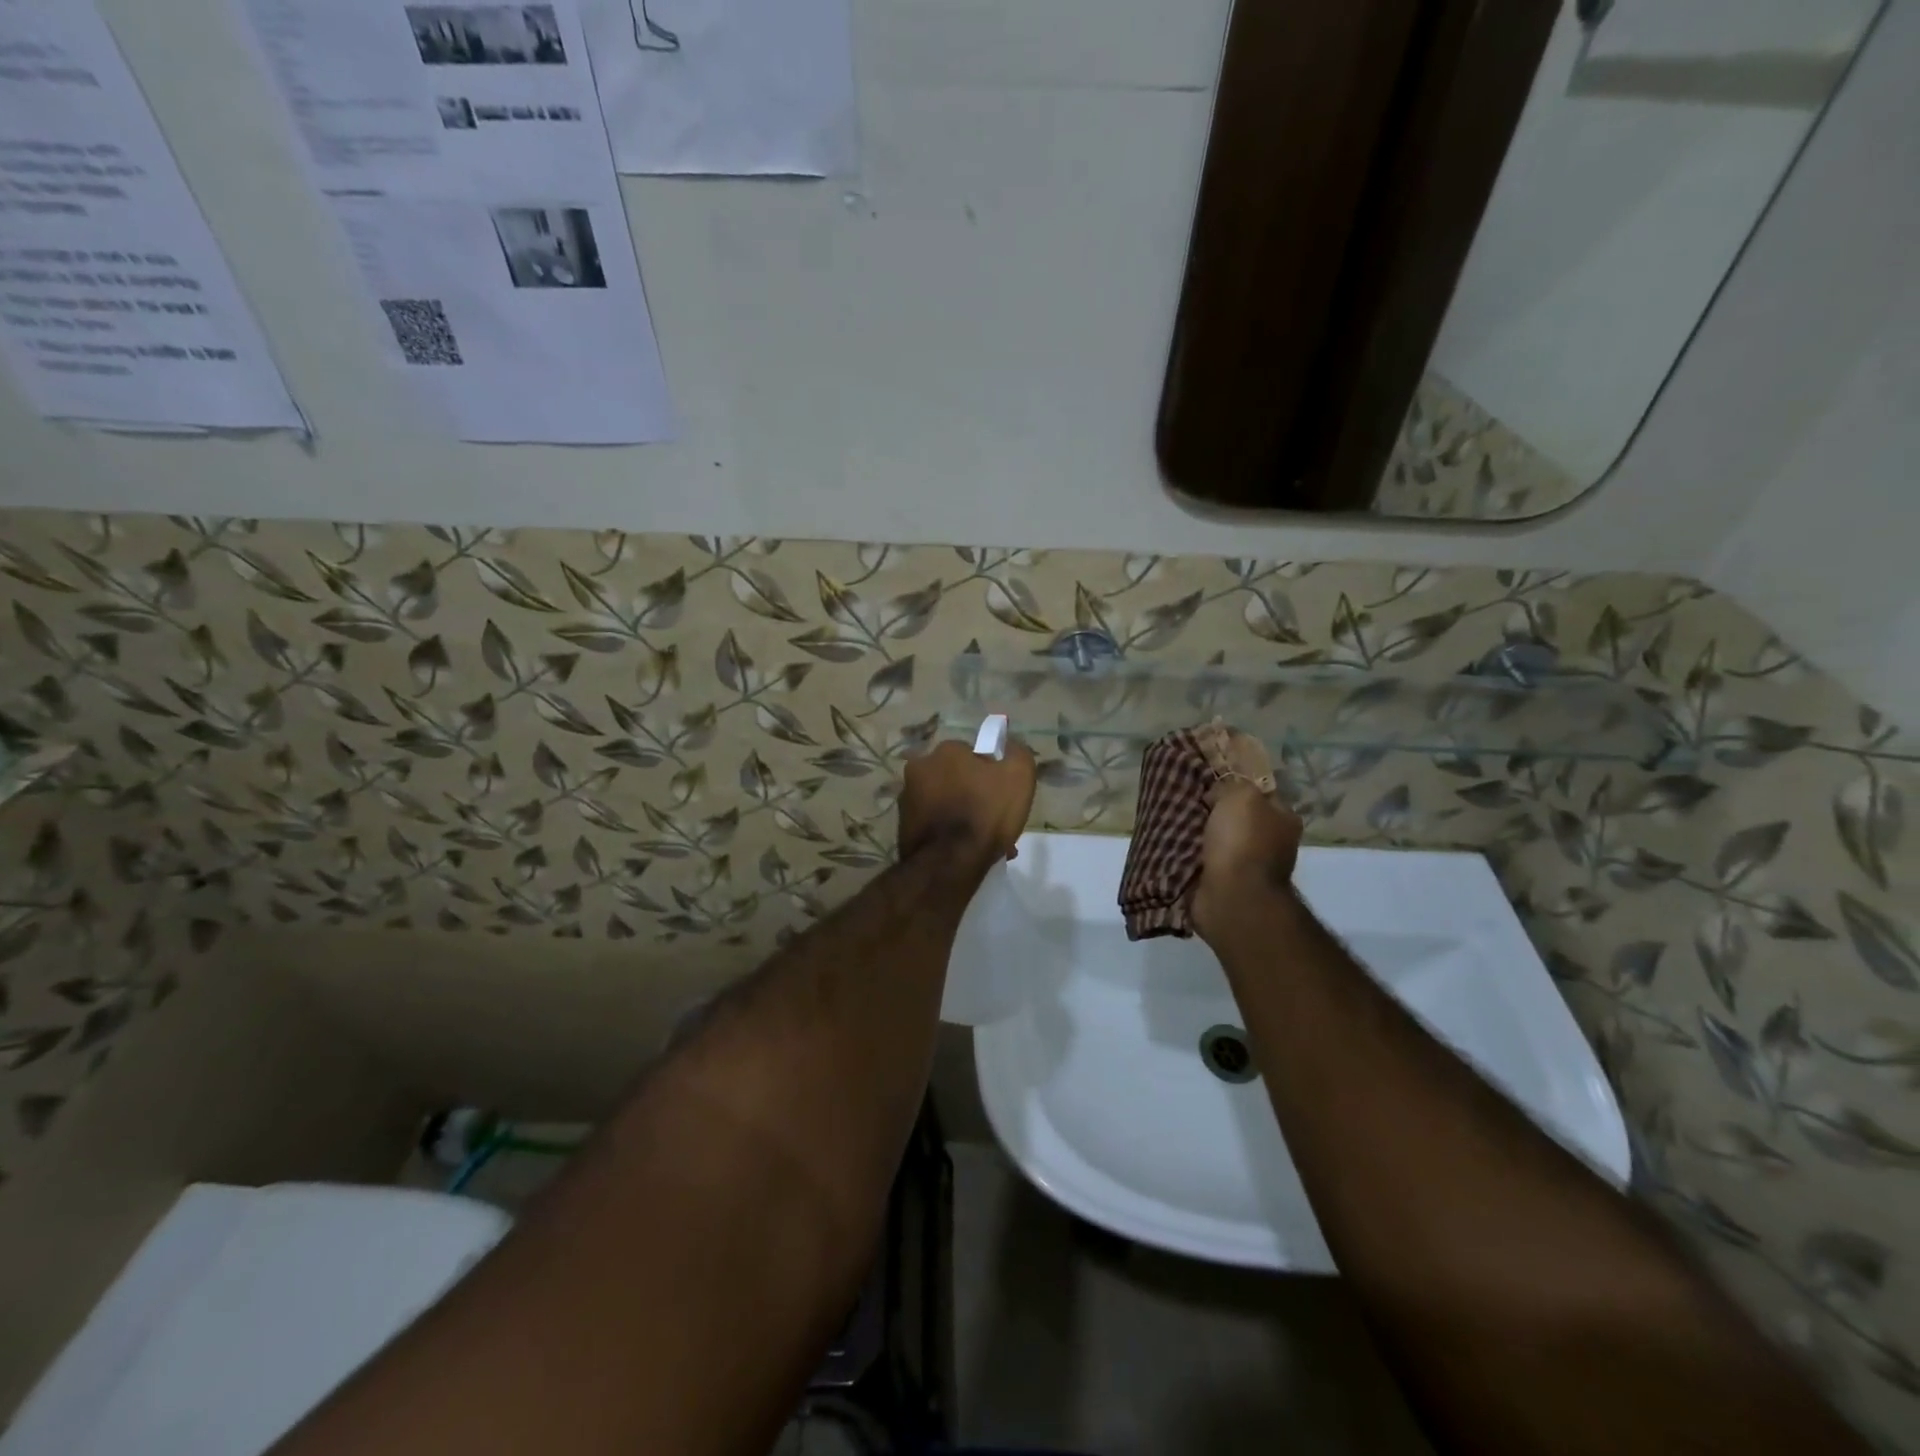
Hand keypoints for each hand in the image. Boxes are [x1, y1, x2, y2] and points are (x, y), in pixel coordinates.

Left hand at [898, 737, 1036, 868]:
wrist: (949, 864)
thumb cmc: (985, 813)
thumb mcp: (1019, 775)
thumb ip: (1017, 753)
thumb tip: (1009, 747)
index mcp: (945, 750)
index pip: (972, 753)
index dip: (990, 772)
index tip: (1002, 793)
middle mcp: (919, 768)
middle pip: (955, 778)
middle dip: (974, 794)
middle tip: (994, 818)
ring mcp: (906, 798)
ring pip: (945, 802)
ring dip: (961, 815)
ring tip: (983, 841)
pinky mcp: (902, 826)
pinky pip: (934, 824)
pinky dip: (948, 833)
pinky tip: (966, 851)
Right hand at [1190, 779, 1303, 943]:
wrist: (1233, 896)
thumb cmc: (1243, 841)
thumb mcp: (1241, 796)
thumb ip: (1232, 786)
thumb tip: (1216, 795)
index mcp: (1284, 820)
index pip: (1260, 794)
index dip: (1235, 787)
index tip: (1208, 785)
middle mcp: (1273, 843)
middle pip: (1238, 819)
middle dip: (1214, 813)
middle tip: (1189, 804)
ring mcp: (1250, 867)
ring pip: (1220, 841)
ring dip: (1201, 836)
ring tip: (1176, 824)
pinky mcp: (1228, 885)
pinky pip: (1206, 862)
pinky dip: (1193, 857)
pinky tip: (1176, 847)